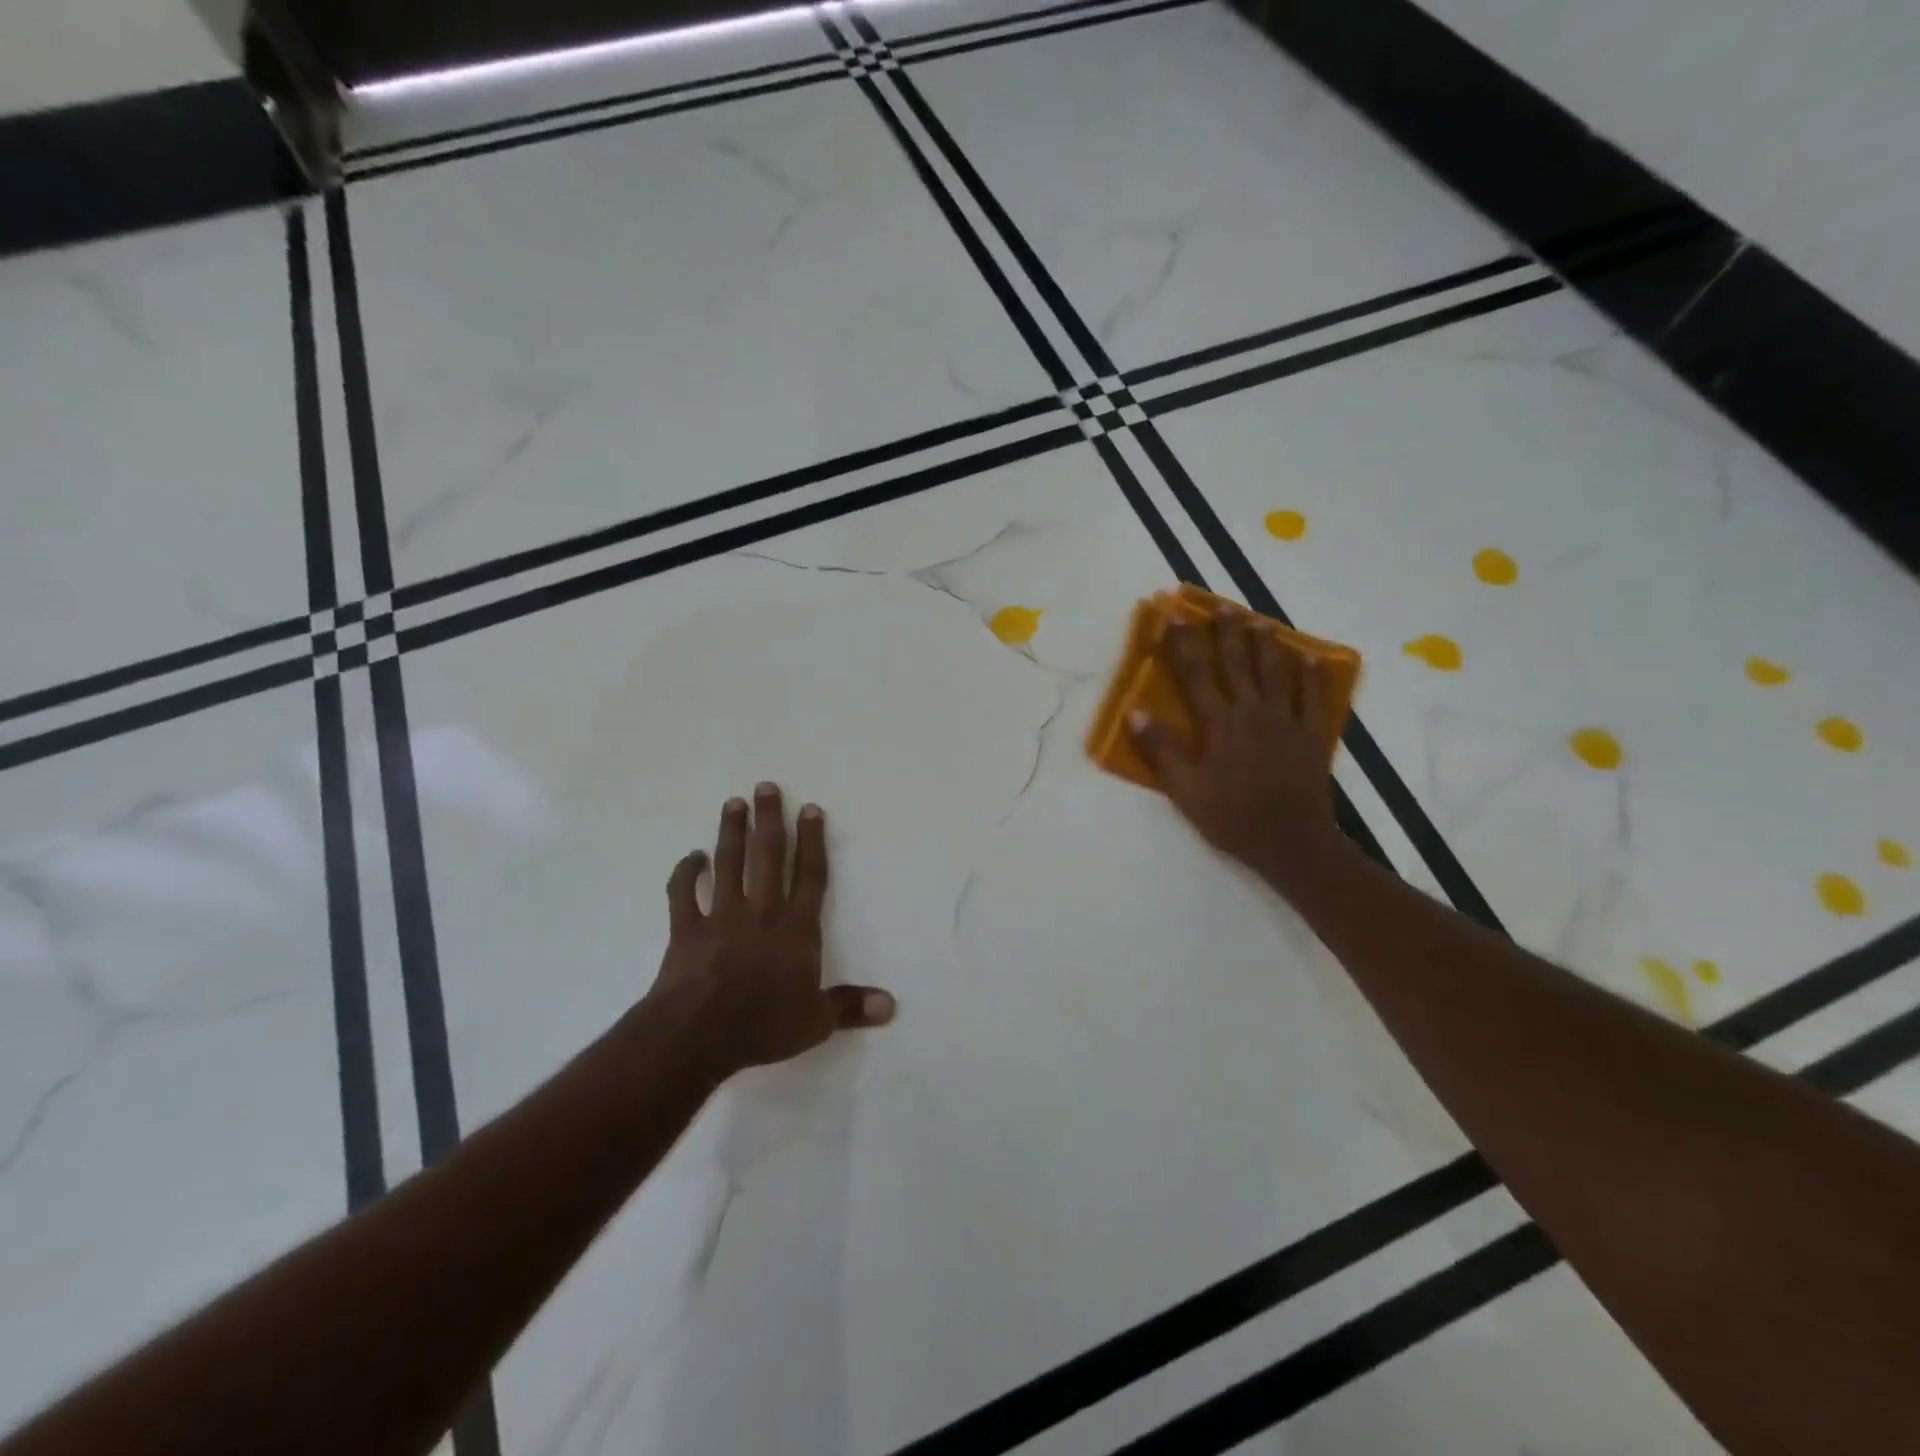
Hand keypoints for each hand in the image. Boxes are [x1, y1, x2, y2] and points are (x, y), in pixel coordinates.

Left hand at [649, 785, 894, 1080]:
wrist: (697, 1035)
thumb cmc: (763, 1025)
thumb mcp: (816, 1022)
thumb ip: (851, 1007)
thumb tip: (891, 1006)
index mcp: (796, 929)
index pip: (810, 876)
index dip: (813, 841)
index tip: (810, 809)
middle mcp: (761, 912)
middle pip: (768, 856)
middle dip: (770, 820)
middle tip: (766, 786)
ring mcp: (721, 917)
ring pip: (728, 864)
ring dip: (731, 832)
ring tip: (733, 803)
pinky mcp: (687, 930)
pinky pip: (683, 895)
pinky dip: (685, 874)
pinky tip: (691, 857)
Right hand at [1128, 609, 1341, 886]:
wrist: (1290, 841)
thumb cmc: (1231, 816)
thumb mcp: (1185, 790)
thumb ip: (1162, 750)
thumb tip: (1135, 714)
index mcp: (1219, 723)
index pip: (1196, 674)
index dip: (1184, 643)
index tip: (1175, 615)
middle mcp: (1252, 711)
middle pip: (1237, 663)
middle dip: (1227, 632)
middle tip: (1221, 606)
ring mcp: (1286, 720)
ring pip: (1276, 671)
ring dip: (1266, 643)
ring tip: (1260, 621)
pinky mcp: (1311, 734)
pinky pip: (1313, 696)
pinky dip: (1311, 673)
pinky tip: (1309, 656)